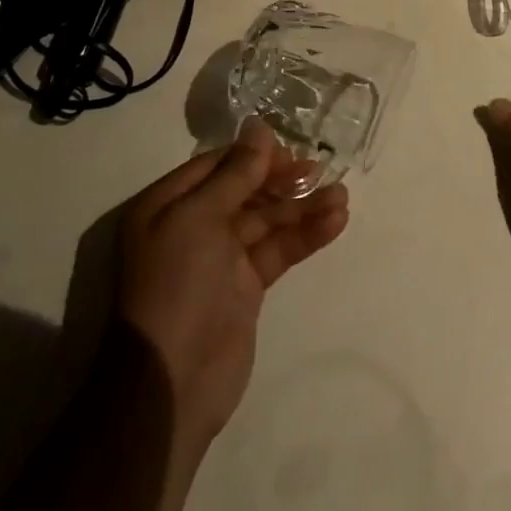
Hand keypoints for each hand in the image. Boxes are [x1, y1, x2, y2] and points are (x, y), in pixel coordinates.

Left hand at [115, 119, 348, 444]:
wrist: (171, 383)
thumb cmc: (176, 286)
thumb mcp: (199, 218)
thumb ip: (235, 173)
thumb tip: (259, 127)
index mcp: (168, 205)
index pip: (218, 165)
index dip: (254, 155)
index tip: (290, 150)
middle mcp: (193, 226)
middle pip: (247, 190)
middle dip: (283, 180)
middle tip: (319, 171)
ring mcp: (221, 258)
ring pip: (269, 220)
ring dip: (303, 207)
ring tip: (341, 197)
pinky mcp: (246, 287)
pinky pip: (279, 249)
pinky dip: (306, 235)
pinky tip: (335, 222)